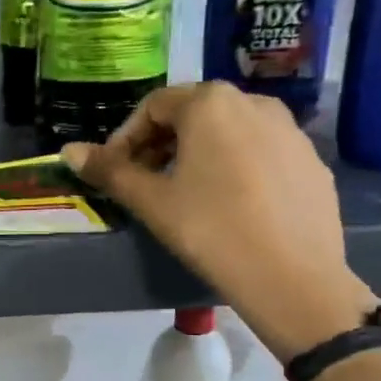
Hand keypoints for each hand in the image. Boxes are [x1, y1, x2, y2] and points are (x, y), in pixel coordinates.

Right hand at [63, 83, 375, 360]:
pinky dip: (236, 166)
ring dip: (198, 153)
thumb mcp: (152, 201)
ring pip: (230, 131)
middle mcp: (254, 102)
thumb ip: (110, 171)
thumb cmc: (211, 230)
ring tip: (185, 193)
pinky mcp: (312, 161)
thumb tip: (68, 151)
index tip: (114, 171)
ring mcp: (290, 130)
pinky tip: (231, 205)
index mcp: (210, 103)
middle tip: (144, 182)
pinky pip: (261, 152)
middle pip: (193, 114)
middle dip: (161, 143)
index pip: (154, 106)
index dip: (125, 138)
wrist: (292, 277)